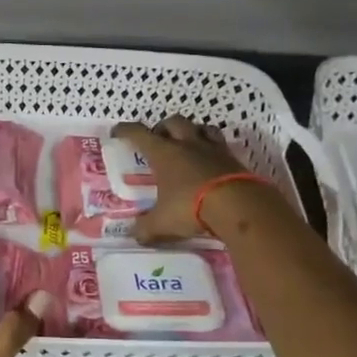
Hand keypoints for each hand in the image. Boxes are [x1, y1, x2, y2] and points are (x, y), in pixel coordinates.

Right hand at [111, 116, 273, 241]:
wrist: (239, 206)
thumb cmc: (191, 207)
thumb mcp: (163, 222)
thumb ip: (146, 228)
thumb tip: (134, 234)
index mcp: (164, 153)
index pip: (139, 133)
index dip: (126, 130)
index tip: (117, 131)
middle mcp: (187, 144)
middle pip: (173, 122)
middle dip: (163, 127)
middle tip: (158, 140)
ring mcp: (213, 149)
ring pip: (201, 127)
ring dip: (192, 131)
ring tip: (188, 144)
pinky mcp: (234, 159)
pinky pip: (221, 145)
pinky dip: (214, 149)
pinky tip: (212, 162)